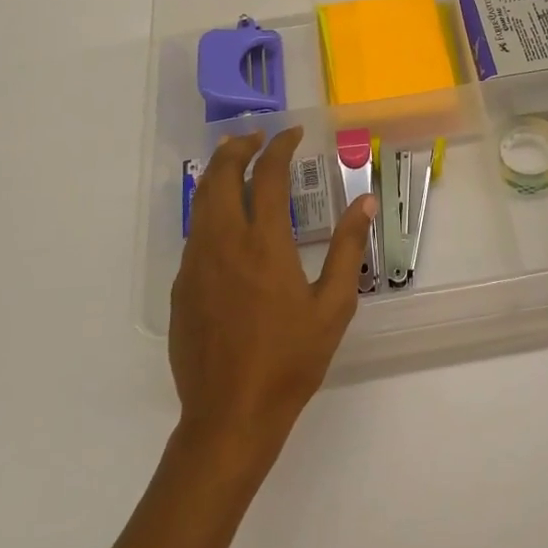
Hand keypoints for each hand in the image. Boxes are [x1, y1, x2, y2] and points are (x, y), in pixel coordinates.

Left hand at [168, 128, 375, 466]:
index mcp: (264, 244)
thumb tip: (365, 202)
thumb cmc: (290, 360)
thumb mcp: (333, 306)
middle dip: (237, 148)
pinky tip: (225, 220)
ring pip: (200, 201)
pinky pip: (195, 233)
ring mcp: (196, 264)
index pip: (266, 176)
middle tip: (256, 138)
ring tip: (236, 163)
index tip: (293, 133)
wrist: (230, 414)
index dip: (279, 147)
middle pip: (220, 176)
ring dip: (218, 174)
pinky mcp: (182, 286)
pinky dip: (209, 209)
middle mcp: (223, 243)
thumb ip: (348, 248)